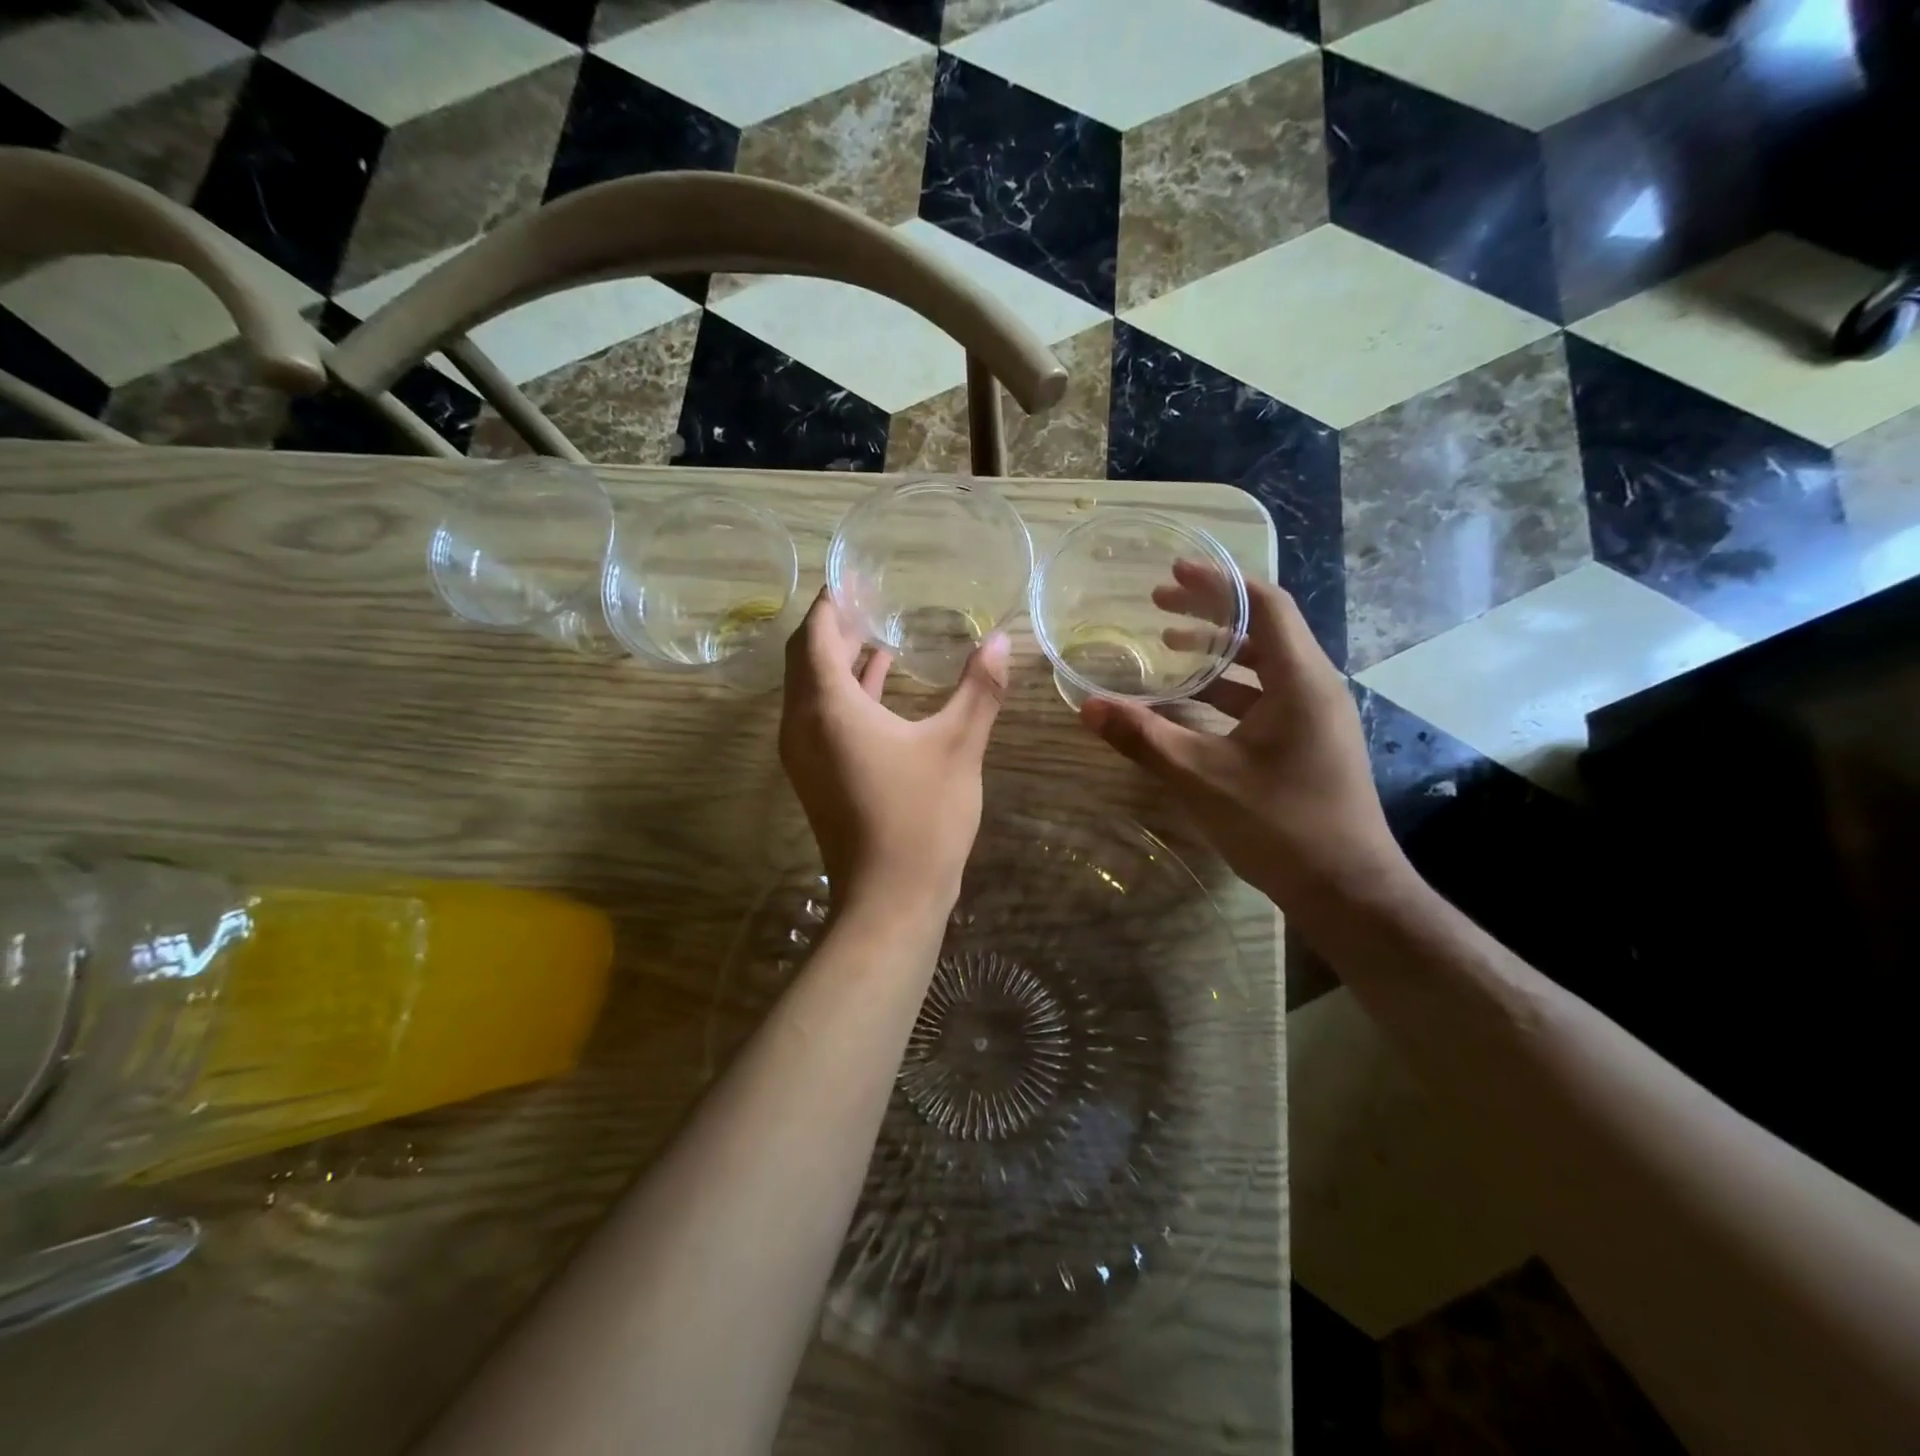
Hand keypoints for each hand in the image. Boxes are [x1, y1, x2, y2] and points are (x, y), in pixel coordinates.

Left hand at [780, 590, 1009, 913]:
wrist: (889, 900)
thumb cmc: (921, 818)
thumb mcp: (957, 746)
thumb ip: (979, 689)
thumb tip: (1001, 640)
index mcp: (827, 707)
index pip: (817, 635)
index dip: (832, 602)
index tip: (854, 576)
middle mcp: (802, 725)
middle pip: (806, 659)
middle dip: (834, 626)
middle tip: (870, 597)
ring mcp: (804, 755)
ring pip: (812, 689)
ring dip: (839, 659)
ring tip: (877, 629)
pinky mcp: (816, 776)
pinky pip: (821, 717)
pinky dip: (845, 692)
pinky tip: (881, 683)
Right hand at [1079, 563, 1406, 903]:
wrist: (1348, 891)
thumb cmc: (1280, 824)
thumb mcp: (1201, 777)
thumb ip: (1143, 738)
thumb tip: (1087, 706)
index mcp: (1299, 680)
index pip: (1264, 605)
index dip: (1218, 583)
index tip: (1174, 572)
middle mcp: (1314, 687)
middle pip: (1263, 629)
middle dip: (1210, 612)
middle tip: (1158, 604)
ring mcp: (1316, 717)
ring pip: (1264, 665)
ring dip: (1217, 653)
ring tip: (1168, 648)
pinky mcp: (1310, 742)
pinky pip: (1266, 697)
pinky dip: (1228, 689)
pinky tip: (1192, 705)